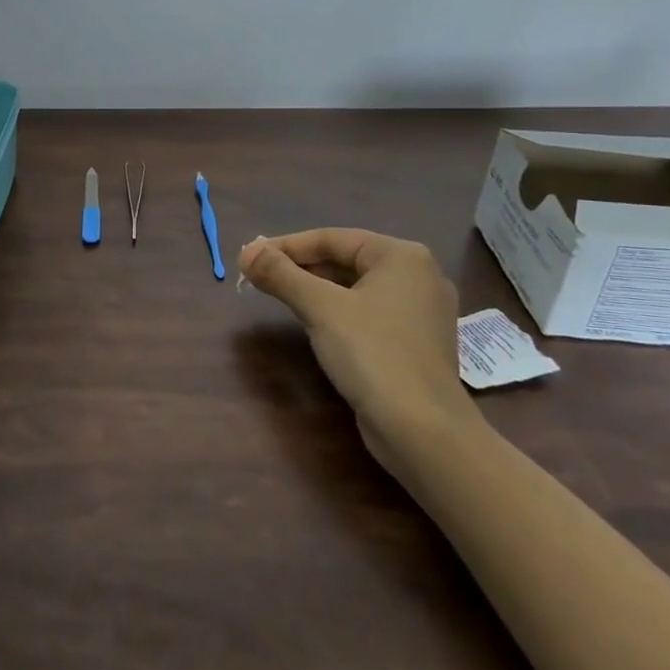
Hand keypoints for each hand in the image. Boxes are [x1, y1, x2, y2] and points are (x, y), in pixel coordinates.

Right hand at [239, 229, 474, 467]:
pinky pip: (366, 312)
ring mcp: (419, 312)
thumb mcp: (320, 308)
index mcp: (402, 257)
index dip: (285, 246)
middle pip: (343, 260)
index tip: (248, 258)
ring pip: (354, 287)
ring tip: (276, 295)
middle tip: (257, 276)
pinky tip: (311, 322)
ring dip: (313, 289)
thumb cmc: (373, 354)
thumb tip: (245, 252)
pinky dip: (335, 311)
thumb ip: (281, 274)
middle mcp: (417, 276)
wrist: (423, 431)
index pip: (331, 238)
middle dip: (298, 267)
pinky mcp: (414, 343)